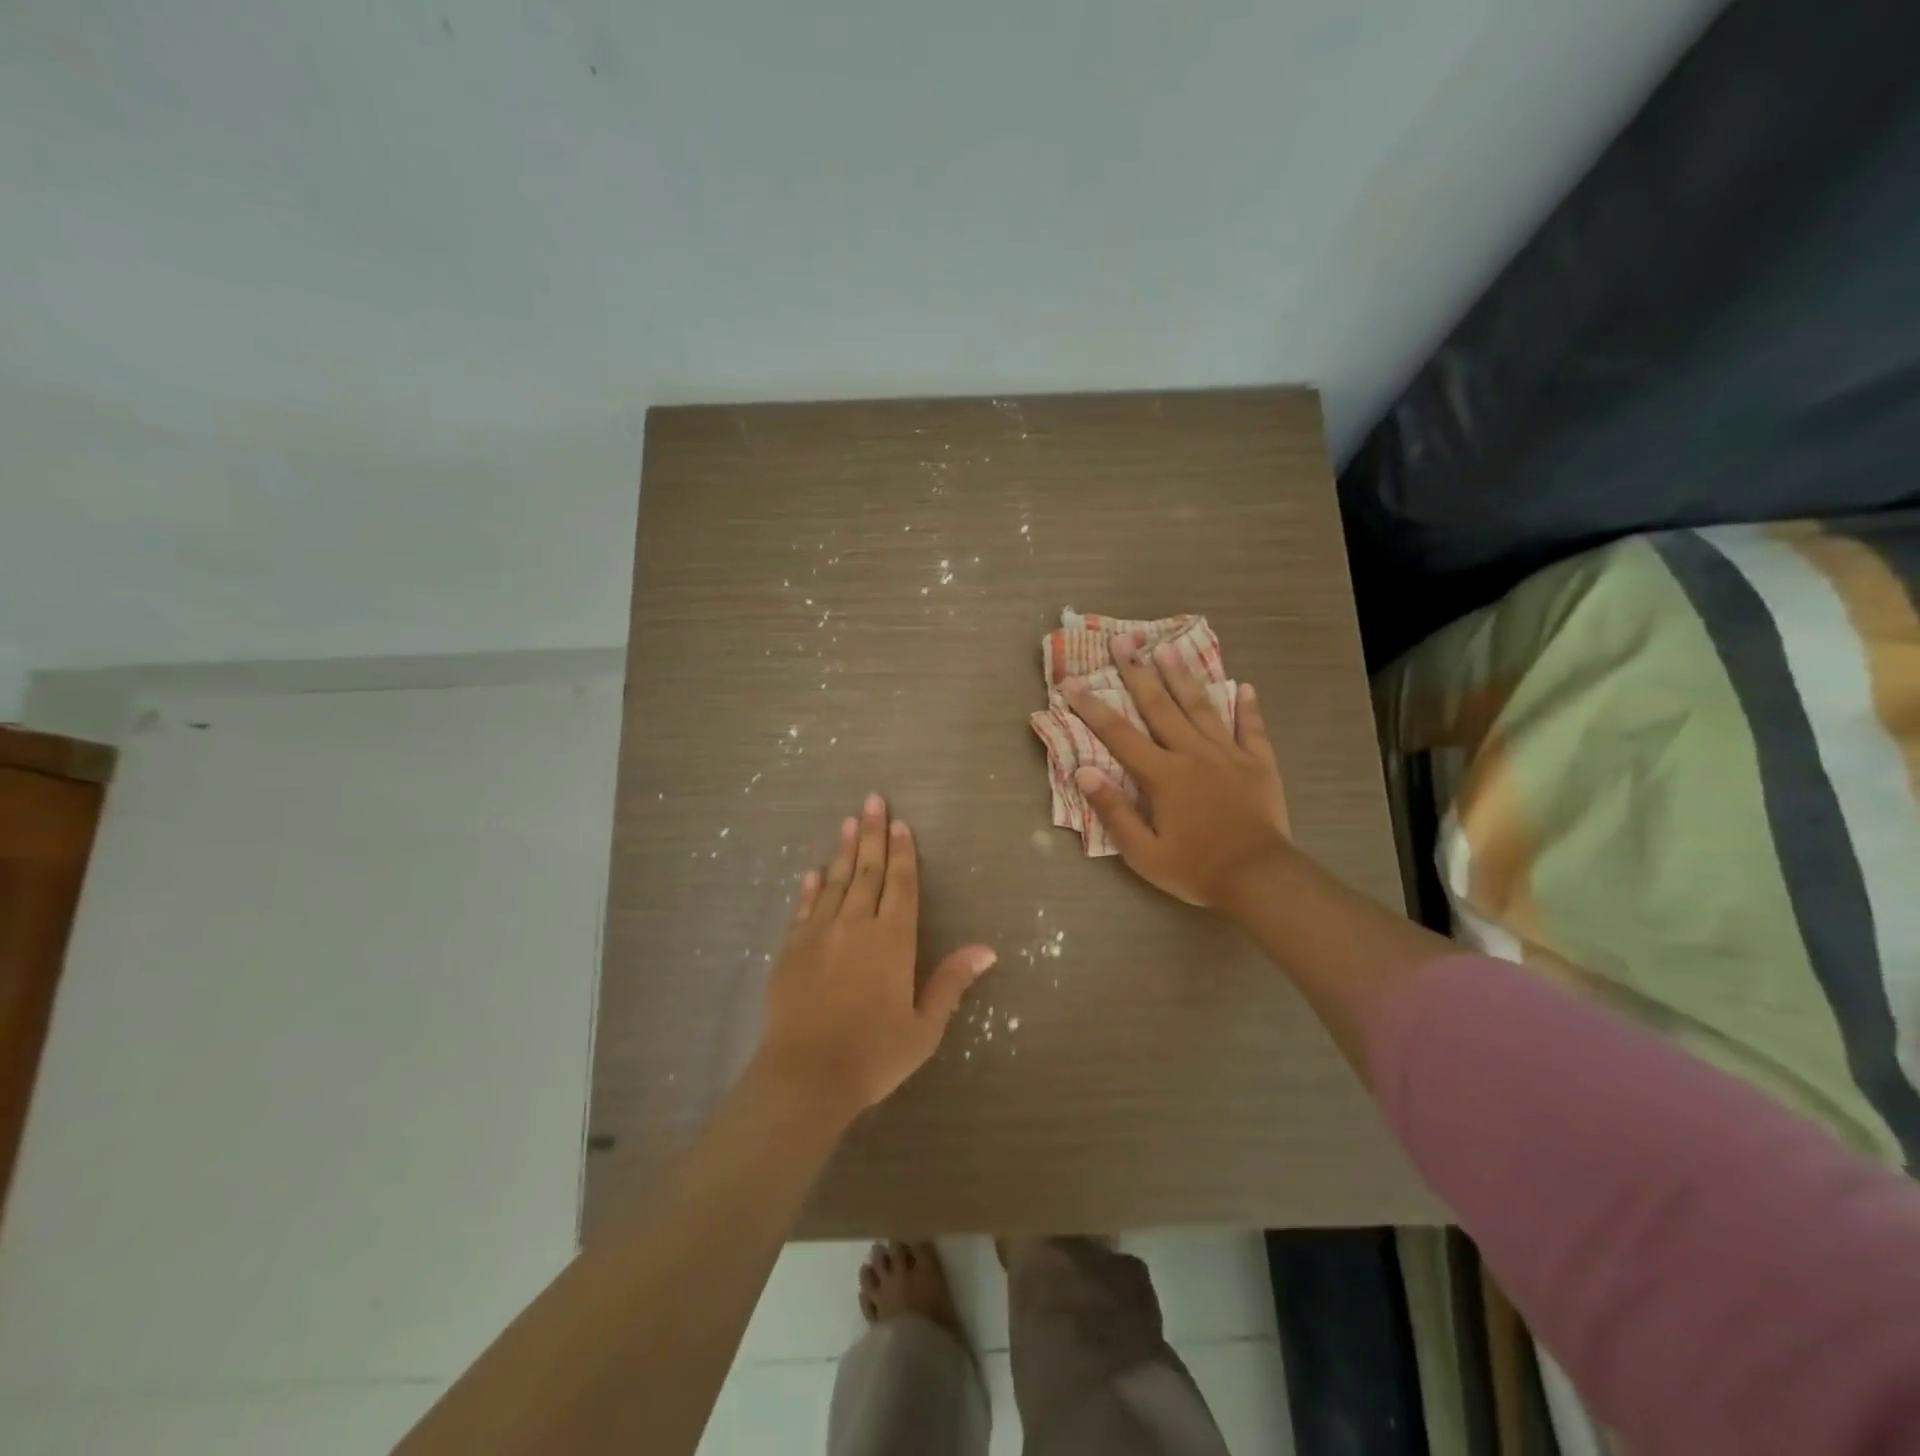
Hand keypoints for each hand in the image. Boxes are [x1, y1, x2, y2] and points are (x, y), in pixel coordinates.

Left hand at [756, 794, 996, 1116]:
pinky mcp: (791, 948)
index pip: (901, 885)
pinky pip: (804, 907)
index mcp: (892, 940)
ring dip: (844, 851)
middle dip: (873, 834)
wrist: (805, 1076)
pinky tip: (815, 871)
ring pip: (836, 881)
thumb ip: (951, 983)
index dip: (903, 853)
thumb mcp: (924, 1026)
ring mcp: (819, 934)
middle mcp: (856, 925)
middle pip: (868, 872)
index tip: (901, 824)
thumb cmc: (873, 1055)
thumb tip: (987, 949)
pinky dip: (811, 887)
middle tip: (872, 800)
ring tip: (849, 822)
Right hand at [1064, 634, 1290, 913]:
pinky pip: (1251, 729)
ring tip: (1168, 647)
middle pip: (1160, 707)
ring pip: (1201, 708)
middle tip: (1123, 641)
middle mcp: (1193, 754)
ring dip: (1183, 677)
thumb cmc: (1196, 869)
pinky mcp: (1258, 764)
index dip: (1091, 707)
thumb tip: (1083, 771)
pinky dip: (1247, 708)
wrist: (1260, 879)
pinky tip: (1244, 687)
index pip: (1119, 734)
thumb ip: (1113, 810)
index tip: (1071, 681)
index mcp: (1163, 775)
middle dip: (1137, 672)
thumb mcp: (1143, 852)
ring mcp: (1229, 755)